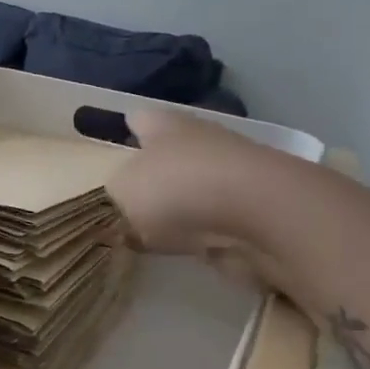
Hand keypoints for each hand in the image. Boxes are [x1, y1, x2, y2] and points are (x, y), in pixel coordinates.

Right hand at [108, 110, 283, 291]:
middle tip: (121, 199)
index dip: (124, 131)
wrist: (259, 216)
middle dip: (150, 173)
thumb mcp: (122, 191)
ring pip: (190, 187)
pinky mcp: (248, 211)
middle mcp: (198, 140)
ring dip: (174, 206)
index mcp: (163, 125)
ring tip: (143, 230)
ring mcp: (228, 175)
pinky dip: (195, 232)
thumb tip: (121, 203)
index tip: (109, 148)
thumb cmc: (177, 188)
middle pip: (167, 153)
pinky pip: (209, 221)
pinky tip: (174, 249)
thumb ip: (113, 195)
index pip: (137, 119)